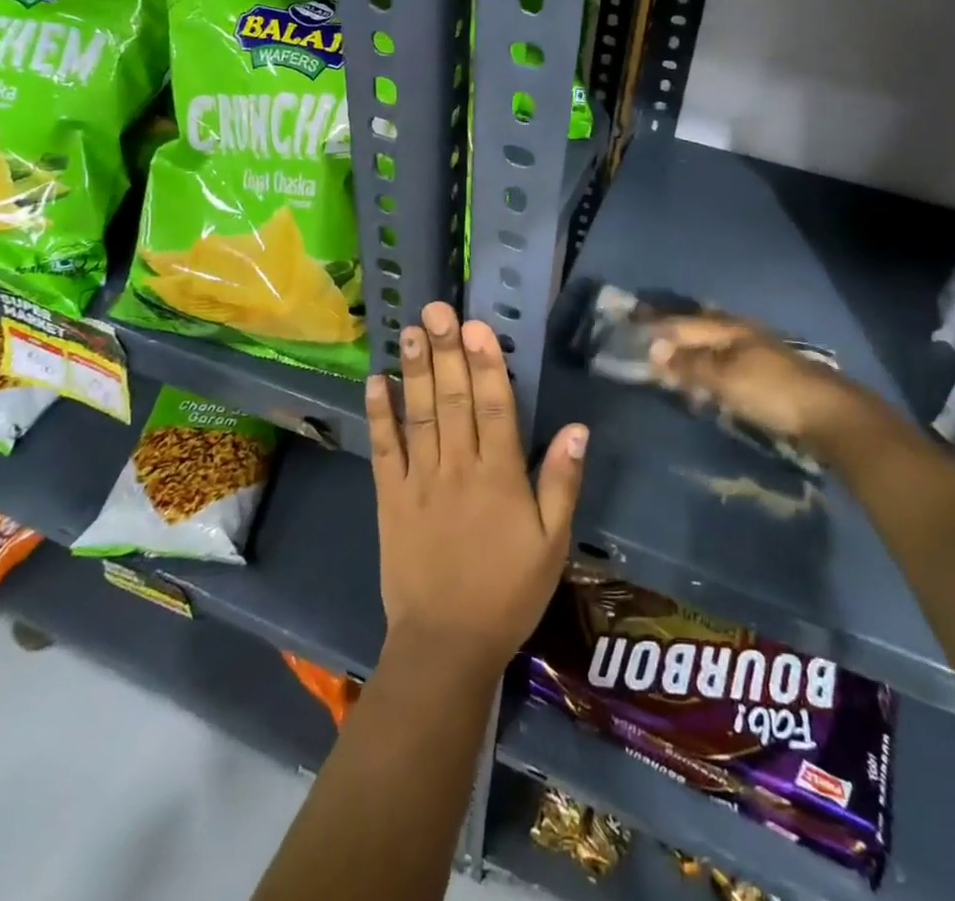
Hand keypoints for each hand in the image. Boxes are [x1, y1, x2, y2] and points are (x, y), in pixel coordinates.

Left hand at [367, 302, 587, 680]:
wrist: (446, 644)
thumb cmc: (508, 592)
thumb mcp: (552, 544)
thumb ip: (562, 482)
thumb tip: (578, 428)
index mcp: (500, 475)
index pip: (495, 406)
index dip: (487, 362)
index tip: (477, 325)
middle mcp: (458, 467)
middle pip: (453, 398)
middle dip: (446, 350)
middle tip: (436, 309)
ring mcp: (420, 480)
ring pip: (419, 414)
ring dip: (414, 370)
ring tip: (409, 330)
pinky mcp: (390, 498)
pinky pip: (383, 450)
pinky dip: (379, 415)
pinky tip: (376, 382)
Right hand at [647, 312, 895, 451]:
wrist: (828, 415)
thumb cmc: (771, 392)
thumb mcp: (724, 377)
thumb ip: (688, 363)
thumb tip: (653, 348)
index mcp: (727, 328)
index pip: (681, 322)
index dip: (654, 326)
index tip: (628, 329)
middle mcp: (739, 333)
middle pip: (696, 331)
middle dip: (669, 337)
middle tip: (641, 347)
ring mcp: (753, 353)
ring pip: (709, 349)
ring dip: (686, 357)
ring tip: (665, 370)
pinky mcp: (763, 375)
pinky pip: (722, 366)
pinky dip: (704, 372)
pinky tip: (699, 386)